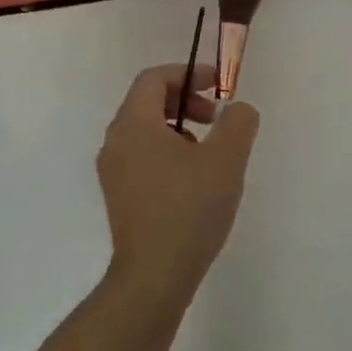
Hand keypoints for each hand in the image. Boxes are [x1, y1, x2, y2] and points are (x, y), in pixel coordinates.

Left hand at [95, 64, 260, 297]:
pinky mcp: (119, 195)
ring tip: (210, 152)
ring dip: (180, 127)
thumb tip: (237, 110)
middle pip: (148, 101)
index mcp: (134, 124)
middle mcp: (115, 142)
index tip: (218, 88)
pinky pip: (142, 155)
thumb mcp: (226, 159)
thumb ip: (238, 122)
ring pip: (146, 130)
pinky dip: (168, 150)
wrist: (154, 276)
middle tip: (216, 119)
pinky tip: (194, 179)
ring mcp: (113, 171)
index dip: (188, 74)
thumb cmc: (189, 209)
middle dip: (186, 101)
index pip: (154, 78)